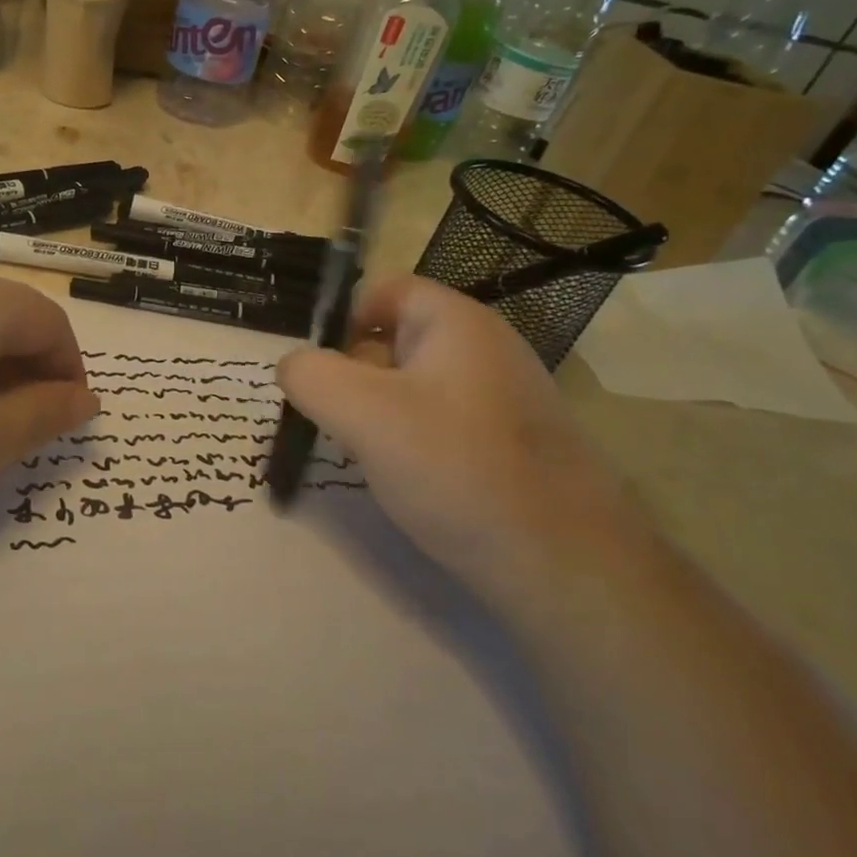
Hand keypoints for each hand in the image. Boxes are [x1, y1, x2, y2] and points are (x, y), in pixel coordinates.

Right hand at [278, 276, 646, 613]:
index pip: (382, 290)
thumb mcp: (362, 413)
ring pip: (412, 386)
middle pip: (394, 338)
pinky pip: (439, 422)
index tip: (319, 372)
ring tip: (370, 456)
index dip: (341, 321)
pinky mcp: (507, 443)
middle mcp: (484, 348)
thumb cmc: (455, 468)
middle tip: (338, 421)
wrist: (563, 566)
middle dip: (354, 374)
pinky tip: (408, 480)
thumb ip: (309, 375)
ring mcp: (500, 397)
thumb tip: (293, 366)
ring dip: (378, 413)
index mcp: (456, 322)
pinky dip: (410, 441)